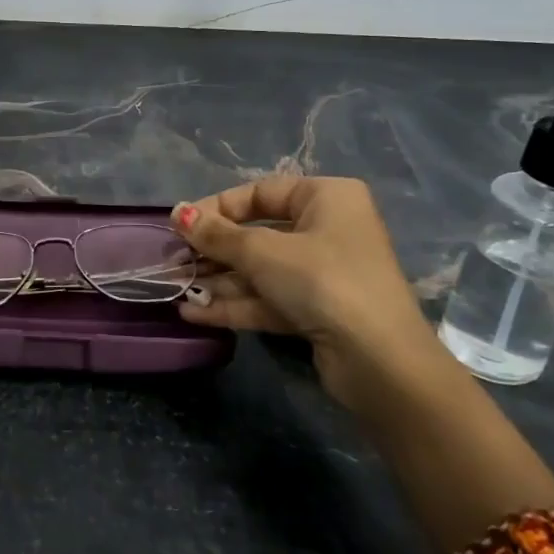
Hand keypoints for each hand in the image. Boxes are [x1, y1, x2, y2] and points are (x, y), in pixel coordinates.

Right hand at [170, 175, 453, 407]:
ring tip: (176, 290)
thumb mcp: (262, 252)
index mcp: (326, 198)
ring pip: (260, 271)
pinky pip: (268, 299)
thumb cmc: (322, 281)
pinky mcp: (316, 311)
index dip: (217, 208)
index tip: (180, 225)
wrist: (379, 361)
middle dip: (213, 251)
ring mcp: (323, 274)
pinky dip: (234, 305)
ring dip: (218, 281)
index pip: (260, 193)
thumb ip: (216, 234)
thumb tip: (177, 213)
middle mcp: (327, 230)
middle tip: (174, 262)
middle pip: (257, 234)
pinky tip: (194, 313)